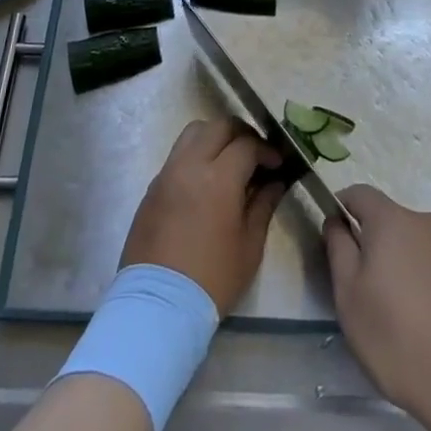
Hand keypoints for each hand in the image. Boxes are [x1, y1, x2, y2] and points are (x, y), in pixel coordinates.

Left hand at [121, 117, 285, 315]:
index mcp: (218, 178)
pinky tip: (206, 181)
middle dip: (242, 134)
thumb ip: (264, 205)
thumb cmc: (213, 278)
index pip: (247, 144)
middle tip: (255, 154)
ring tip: (229, 161)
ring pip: (193, 133)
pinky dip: (195, 155)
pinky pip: (177, 155)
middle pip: (218, 126)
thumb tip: (275, 182)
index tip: (278, 164)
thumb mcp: (249, 245)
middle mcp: (190, 165)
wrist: (159, 304)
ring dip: (215, 137)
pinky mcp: (152, 187)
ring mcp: (167, 173)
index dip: (267, 149)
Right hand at [324, 186, 430, 430]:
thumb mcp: (350, 298)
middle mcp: (429, 223)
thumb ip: (339, 249)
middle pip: (392, 222)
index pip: (360, 194)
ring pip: (420, 246)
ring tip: (405, 317)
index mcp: (393, 222)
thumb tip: (337, 221)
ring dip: (407, 266)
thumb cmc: (400, 339)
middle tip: (369, 293)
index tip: (335, 238)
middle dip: (376, 246)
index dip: (342, 208)